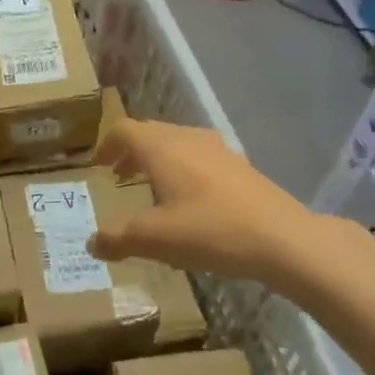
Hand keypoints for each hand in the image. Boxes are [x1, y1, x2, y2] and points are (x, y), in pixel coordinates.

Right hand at [87, 120, 355, 284]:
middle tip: (119, 176)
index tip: (98, 166)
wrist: (283, 239)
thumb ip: (118, 239)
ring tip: (152, 189)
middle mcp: (187, 138)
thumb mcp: (154, 240)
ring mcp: (218, 150)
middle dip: (130, 152)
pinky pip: (199, 157)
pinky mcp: (240, 166)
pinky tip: (190, 202)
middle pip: (150, 133)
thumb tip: (91, 243)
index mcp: (161, 148)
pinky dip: (183, 169)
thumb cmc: (209, 230)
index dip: (107, 145)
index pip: (124, 130)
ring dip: (158, 160)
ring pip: (177, 144)